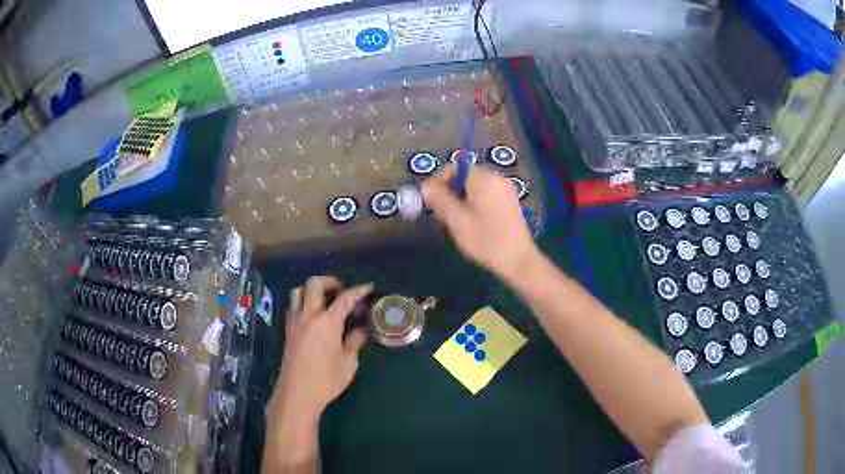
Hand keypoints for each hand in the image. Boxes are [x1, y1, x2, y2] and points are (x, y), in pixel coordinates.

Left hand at [270, 276, 372, 419]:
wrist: (297, 393)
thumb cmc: (326, 380)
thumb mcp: (348, 363)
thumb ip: (354, 342)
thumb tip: (360, 331)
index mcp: (327, 322)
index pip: (345, 298)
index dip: (359, 290)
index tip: (369, 287)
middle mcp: (309, 316)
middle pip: (314, 284)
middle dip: (330, 281)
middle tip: (341, 291)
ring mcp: (295, 322)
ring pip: (298, 291)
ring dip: (312, 289)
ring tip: (324, 299)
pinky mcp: (288, 330)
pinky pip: (293, 306)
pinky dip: (303, 301)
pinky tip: (313, 315)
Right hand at [421, 164, 538, 278]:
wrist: (519, 260)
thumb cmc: (485, 239)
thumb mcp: (456, 220)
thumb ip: (439, 199)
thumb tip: (425, 185)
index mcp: (483, 177)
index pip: (455, 166)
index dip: (439, 180)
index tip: (431, 200)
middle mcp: (496, 177)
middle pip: (466, 175)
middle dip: (450, 190)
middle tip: (441, 212)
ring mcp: (506, 190)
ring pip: (476, 186)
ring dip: (462, 198)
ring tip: (455, 219)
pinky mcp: (511, 202)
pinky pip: (487, 194)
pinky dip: (475, 202)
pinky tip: (472, 222)